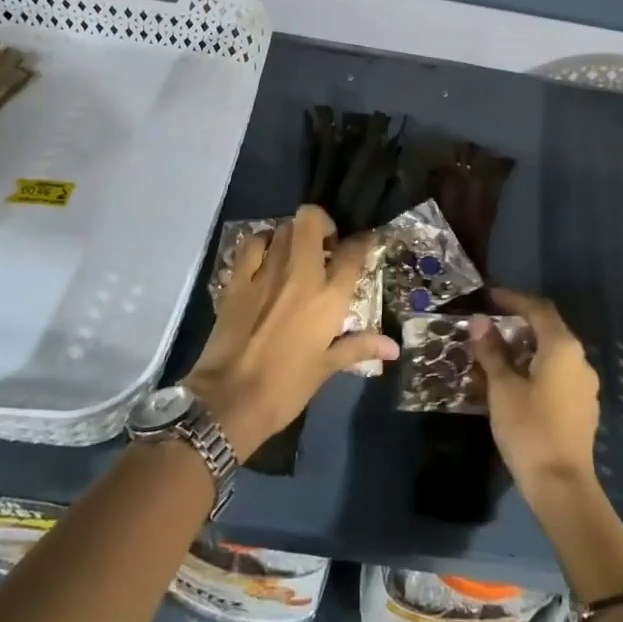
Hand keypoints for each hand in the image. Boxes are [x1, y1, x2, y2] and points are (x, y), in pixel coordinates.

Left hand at [186, 205, 397, 454]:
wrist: (228, 401)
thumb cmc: (286, 387)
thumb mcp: (326, 368)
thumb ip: (359, 346)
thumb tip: (394, 347)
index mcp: (328, 297)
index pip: (353, 252)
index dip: (363, 241)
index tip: (364, 243)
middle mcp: (300, 274)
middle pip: (312, 221)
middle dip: (323, 224)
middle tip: (326, 246)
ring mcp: (266, 272)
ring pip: (283, 228)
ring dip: (294, 234)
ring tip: (297, 253)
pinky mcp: (238, 279)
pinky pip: (252, 243)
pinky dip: (262, 242)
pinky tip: (266, 256)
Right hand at [470, 289, 599, 504]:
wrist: (561, 486)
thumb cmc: (529, 429)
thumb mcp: (502, 387)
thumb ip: (491, 351)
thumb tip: (478, 321)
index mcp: (562, 347)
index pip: (538, 309)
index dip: (514, 299)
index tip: (490, 297)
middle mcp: (580, 360)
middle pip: (549, 329)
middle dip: (520, 322)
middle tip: (491, 324)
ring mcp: (585, 385)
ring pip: (554, 353)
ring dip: (527, 347)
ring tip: (498, 353)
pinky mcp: (583, 407)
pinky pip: (558, 374)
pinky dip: (537, 367)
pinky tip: (516, 381)